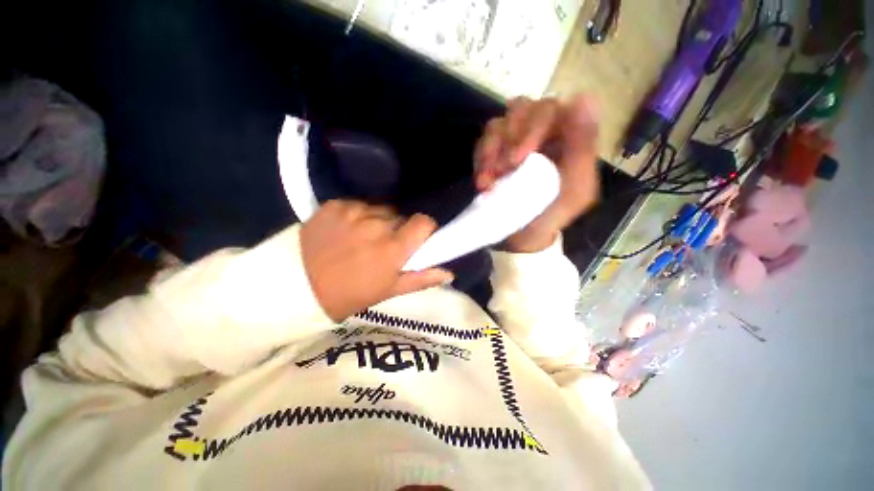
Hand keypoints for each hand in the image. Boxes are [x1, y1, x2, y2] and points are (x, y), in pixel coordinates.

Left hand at [300, 200, 453, 320]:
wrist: (295, 287)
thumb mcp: (387, 291)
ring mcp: (354, 211)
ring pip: (380, 210)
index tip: (418, 239)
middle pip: (401, 217)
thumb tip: (449, 273)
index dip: (424, 229)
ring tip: (362, 238)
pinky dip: (358, 216)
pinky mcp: (335, 205)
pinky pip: (359, 205)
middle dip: (398, 229)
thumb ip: (421, 279)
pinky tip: (345, 231)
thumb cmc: (348, 294)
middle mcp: (376, 224)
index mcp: (393, 248)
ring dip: (378, 221)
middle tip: (384, 246)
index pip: (424, 222)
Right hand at [475, 94, 599, 251]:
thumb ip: (583, 148)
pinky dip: (480, 161)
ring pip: (497, 124)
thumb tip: (584, 98)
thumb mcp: (577, 188)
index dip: (532, 126)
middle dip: (509, 138)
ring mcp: (513, 142)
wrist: (525, 236)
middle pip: (520, 108)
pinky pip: (481, 144)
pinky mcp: (494, 154)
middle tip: (503, 169)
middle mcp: (539, 132)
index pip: (549, 109)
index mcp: (565, 136)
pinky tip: (483, 182)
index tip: (519, 158)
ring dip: (491, 151)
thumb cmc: (553, 214)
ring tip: (489, 181)